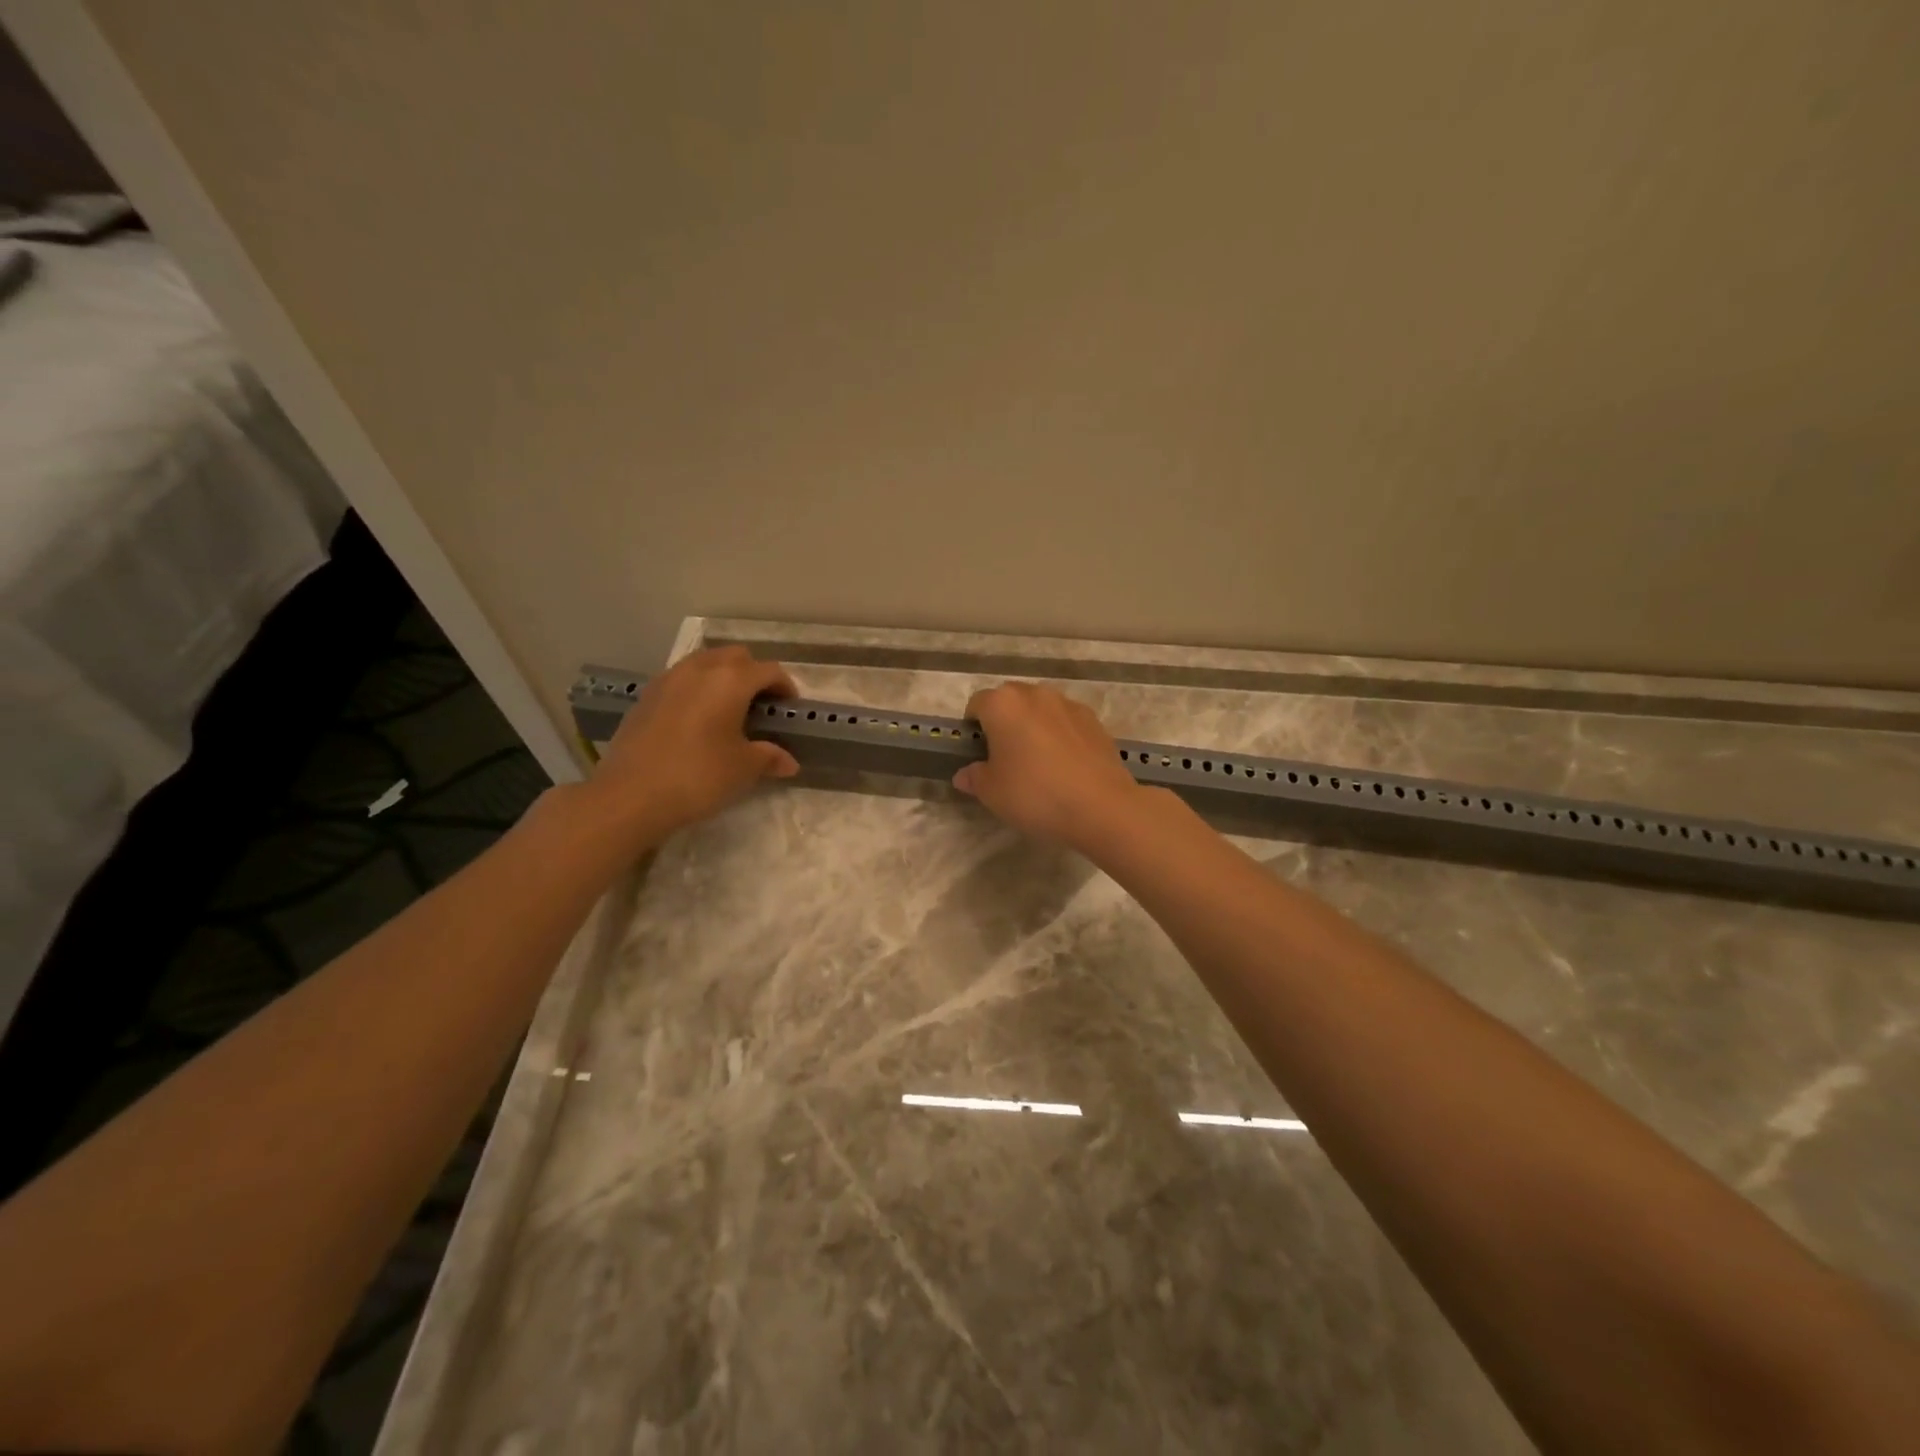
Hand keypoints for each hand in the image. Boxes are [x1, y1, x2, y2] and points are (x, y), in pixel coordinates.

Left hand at [588, 646, 798, 843]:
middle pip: (735, 657)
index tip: (789, 709)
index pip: (769, 670)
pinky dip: (696, 689)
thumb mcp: (743, 768)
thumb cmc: (698, 775)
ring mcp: (668, 679)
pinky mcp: (646, 696)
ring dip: (722, 678)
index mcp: (730, 680)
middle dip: (753, 674)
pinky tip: (697, 720)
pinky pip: (680, 680)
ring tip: (728, 709)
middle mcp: (700, 669)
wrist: (630, 795)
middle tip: (761, 705)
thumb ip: (769, 757)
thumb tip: (788, 762)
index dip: (785, 687)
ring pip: (704, 663)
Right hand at [952, 682, 1146, 850]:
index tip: (977, 752)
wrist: (1100, 806)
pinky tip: (1065, 765)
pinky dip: (1060, 735)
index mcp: (1003, 704)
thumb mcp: (992, 793)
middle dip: (1003, 722)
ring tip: (1038, 762)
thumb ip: (974, 777)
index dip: (973, 727)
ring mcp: (1069, 704)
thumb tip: (965, 774)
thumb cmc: (1034, 794)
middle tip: (1005, 757)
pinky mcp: (1094, 720)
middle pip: (1010, 700)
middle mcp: (1035, 694)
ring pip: (1040, 709)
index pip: (977, 704)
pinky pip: (1066, 722)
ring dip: (1033, 725)